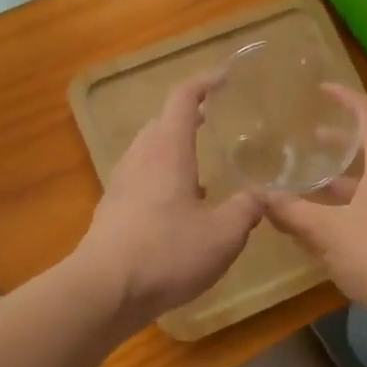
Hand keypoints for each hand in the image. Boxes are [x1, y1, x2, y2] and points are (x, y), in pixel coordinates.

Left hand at [76, 73, 262, 325]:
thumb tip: (262, 194)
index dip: (205, 81)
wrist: (104, 290)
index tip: (226, 77)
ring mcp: (122, 181)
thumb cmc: (167, 253)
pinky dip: (163, 174)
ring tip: (202, 164)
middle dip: (189, 114)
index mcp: (168, 149)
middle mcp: (141, 156)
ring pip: (150, 149)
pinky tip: (180, 204)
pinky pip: (142, 176)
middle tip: (217, 118)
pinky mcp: (113, 207)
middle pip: (163, 120)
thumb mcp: (223, 235)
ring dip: (175, 146)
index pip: (184, 97)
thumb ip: (246, 209)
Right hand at [261, 85, 366, 337]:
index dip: (347, 97)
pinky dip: (342, 211)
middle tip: (307, 138)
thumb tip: (258, 196)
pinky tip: (317, 228)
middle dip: (337, 142)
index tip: (321, 89)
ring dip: (337, 181)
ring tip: (303, 185)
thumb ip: (291, 212)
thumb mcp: (327, 231)